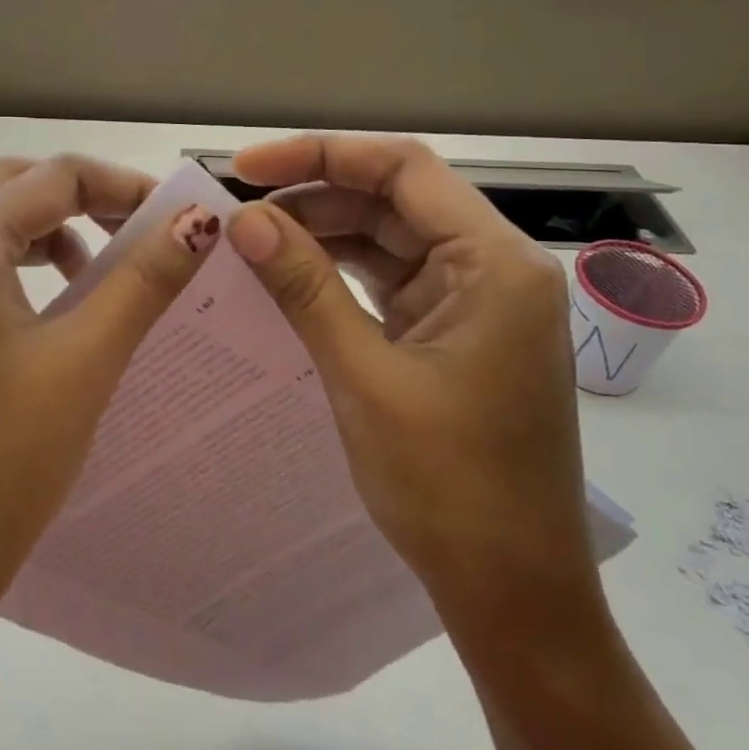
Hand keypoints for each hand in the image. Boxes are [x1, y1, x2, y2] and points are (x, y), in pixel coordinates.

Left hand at [0, 154, 215, 689]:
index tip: (178, 219)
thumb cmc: (3, 457)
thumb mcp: (86, 357)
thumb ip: (144, 278)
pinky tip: (55, 314)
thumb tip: (199, 220)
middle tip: (142, 233)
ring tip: (102, 272)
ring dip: (52, 233)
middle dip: (84, 198)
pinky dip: (22, 270)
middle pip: (16, 189)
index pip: (55, 175)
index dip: (123, 185)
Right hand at [225, 134, 601, 640]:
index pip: (403, 171)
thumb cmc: (449, 486)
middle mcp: (493, 270)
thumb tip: (244, 221)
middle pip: (394, 202)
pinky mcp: (453, 338)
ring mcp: (475, 306)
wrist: (511, 593)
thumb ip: (305, 289)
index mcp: (495, 265)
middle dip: (314, 200)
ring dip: (323, 239)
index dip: (321, 156)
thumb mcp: (364, 376)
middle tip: (237, 218)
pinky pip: (389, 286)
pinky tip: (288, 282)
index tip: (246, 169)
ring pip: (388, 243)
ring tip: (251, 247)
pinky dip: (340, 279)